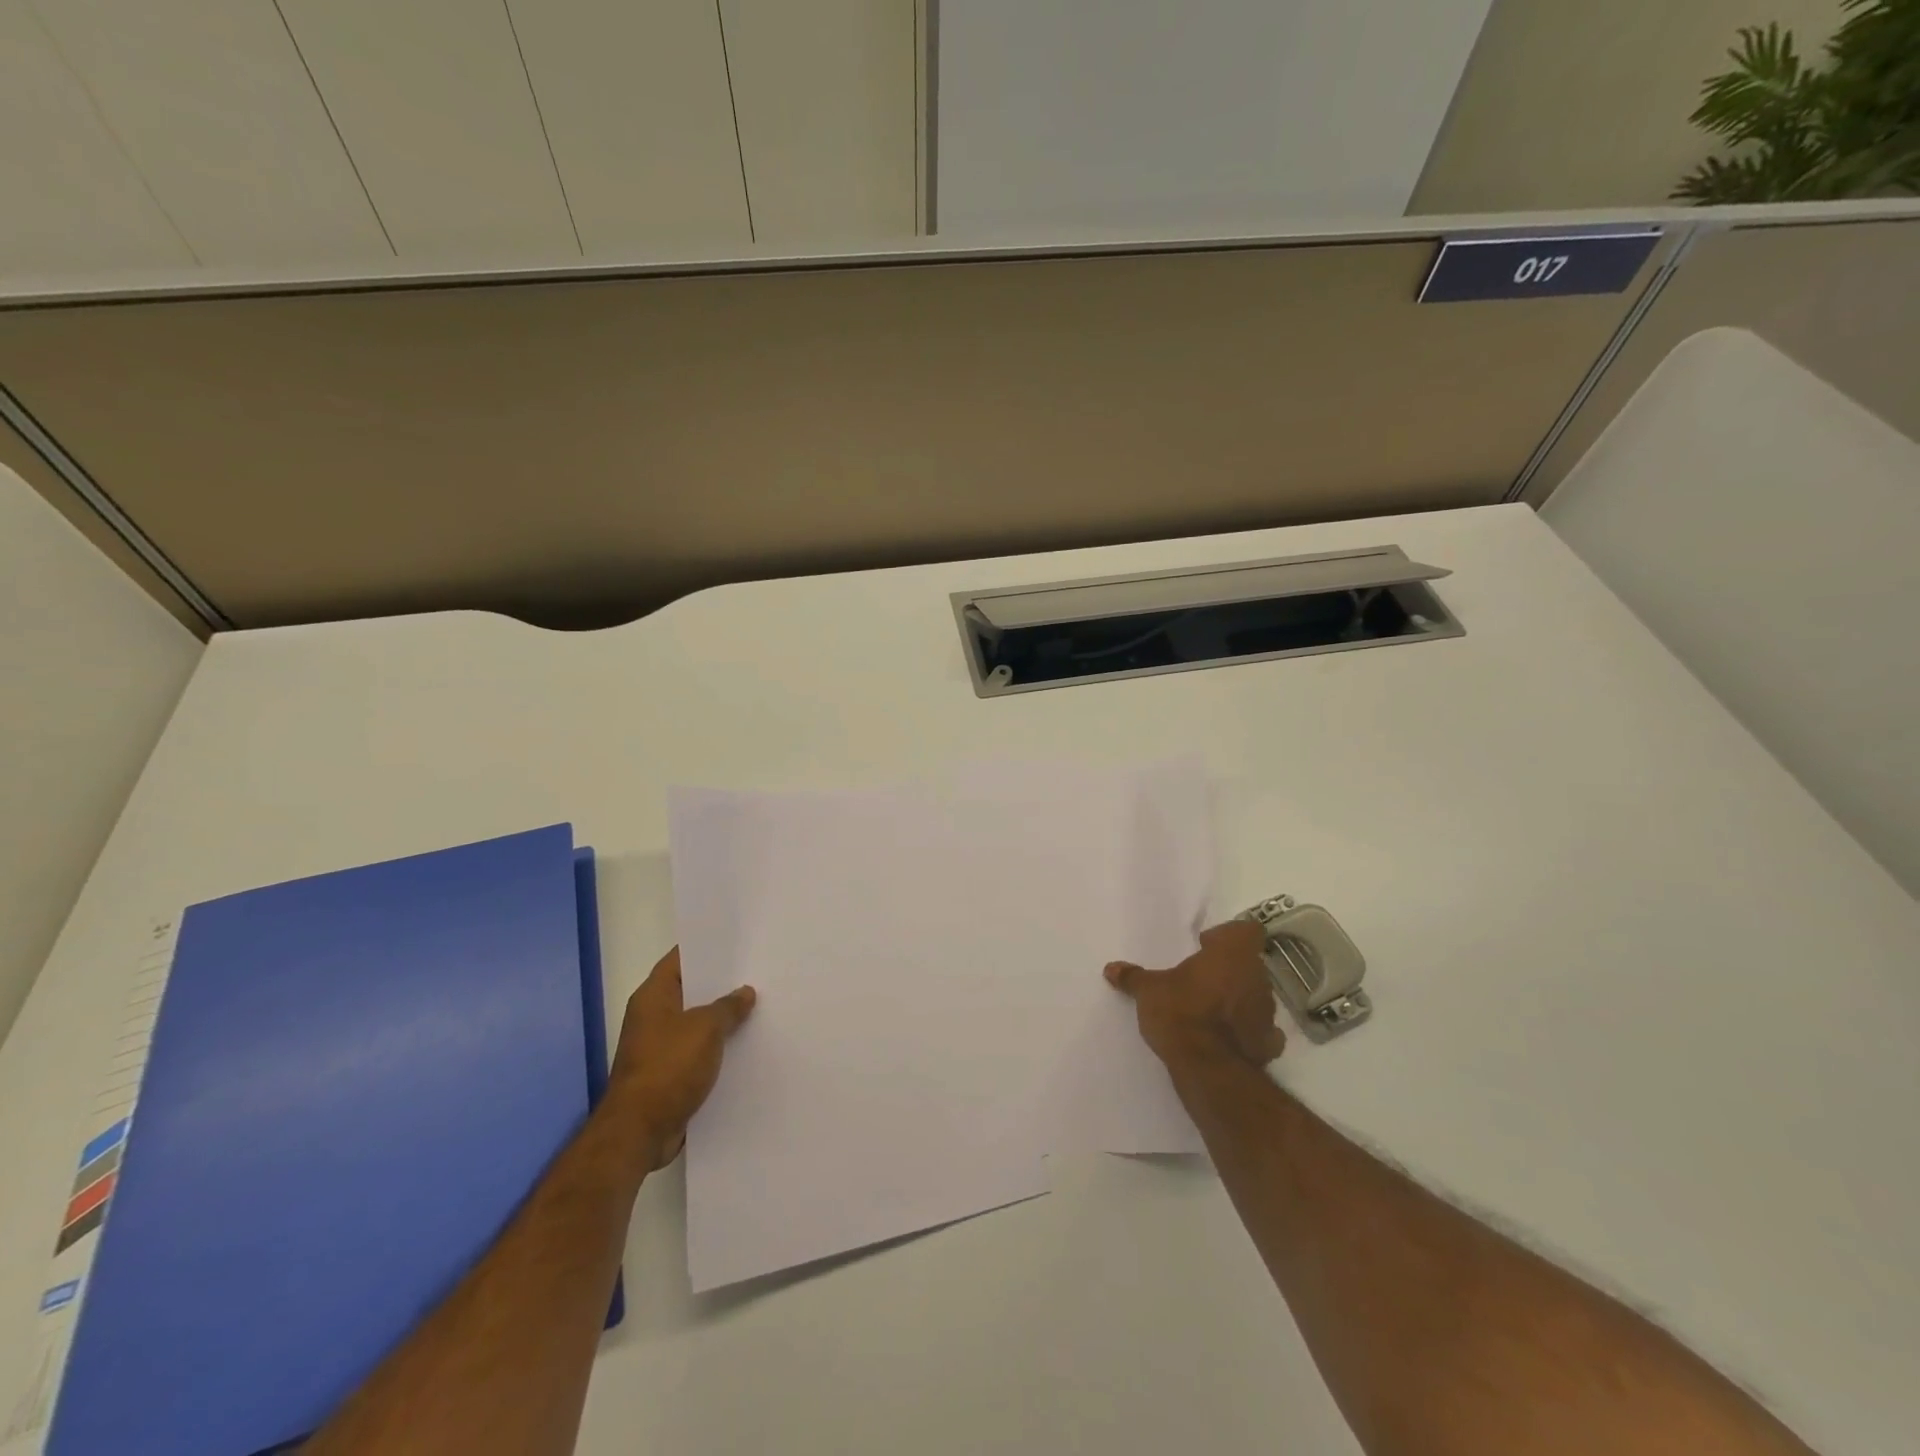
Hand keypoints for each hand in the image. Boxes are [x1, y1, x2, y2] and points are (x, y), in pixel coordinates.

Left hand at [607, 946, 755, 1170]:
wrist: (640, 1131)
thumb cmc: (669, 1067)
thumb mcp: (706, 1028)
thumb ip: (728, 1006)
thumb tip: (745, 992)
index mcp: (653, 996)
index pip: (680, 959)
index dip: (706, 948)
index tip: (736, 941)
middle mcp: (653, 1017)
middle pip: (691, 991)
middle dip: (721, 985)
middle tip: (757, 972)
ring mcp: (659, 1047)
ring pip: (697, 1023)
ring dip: (722, 1019)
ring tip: (759, 1006)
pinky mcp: (669, 1074)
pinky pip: (699, 1052)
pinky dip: (718, 1048)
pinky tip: (746, 1045)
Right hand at [1105, 919, 1286, 1070]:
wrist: (1208, 1067)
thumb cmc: (1180, 1012)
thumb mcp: (1149, 991)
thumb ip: (1133, 977)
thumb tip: (1110, 968)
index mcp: (1232, 954)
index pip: (1246, 930)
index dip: (1228, 936)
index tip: (1205, 946)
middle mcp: (1256, 976)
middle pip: (1250, 964)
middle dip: (1230, 970)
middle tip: (1203, 980)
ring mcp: (1268, 1011)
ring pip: (1256, 995)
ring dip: (1240, 1000)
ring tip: (1212, 1011)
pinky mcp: (1270, 1043)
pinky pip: (1263, 1031)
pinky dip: (1250, 1032)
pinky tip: (1229, 1038)